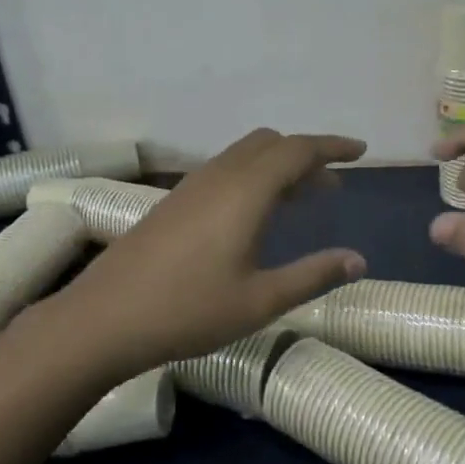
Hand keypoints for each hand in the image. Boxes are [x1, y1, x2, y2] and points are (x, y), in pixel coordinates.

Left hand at [52, 129, 368, 375]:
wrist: (104, 319)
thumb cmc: (189, 311)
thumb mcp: (260, 300)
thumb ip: (313, 276)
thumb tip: (359, 261)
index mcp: (245, 191)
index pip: (298, 150)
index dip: (332, 147)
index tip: (360, 152)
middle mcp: (219, 176)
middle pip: (270, 144)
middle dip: (306, 155)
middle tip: (332, 185)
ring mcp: (191, 187)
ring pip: (244, 156)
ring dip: (277, 166)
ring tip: (301, 199)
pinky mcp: (173, 202)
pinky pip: (224, 171)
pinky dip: (252, 177)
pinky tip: (254, 215)